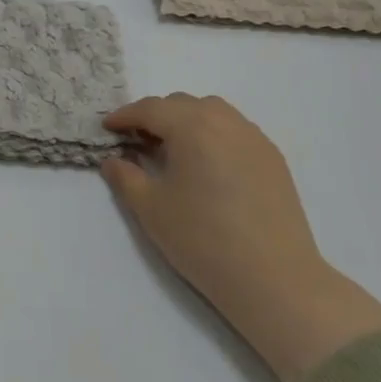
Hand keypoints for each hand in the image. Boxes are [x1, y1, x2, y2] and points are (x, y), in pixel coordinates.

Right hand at [102, 94, 380, 381]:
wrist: (273, 277)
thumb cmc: (202, 239)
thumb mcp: (150, 208)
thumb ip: (125, 176)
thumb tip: (114, 160)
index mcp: (193, 128)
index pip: (151, 109)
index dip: (125, 116)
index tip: (107, 128)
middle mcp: (226, 123)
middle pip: (182, 104)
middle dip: (155, 116)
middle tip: (136, 141)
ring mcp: (254, 139)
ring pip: (213, 112)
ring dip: (186, 120)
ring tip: (171, 149)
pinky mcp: (273, 158)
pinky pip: (235, 130)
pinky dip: (212, 134)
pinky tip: (206, 164)